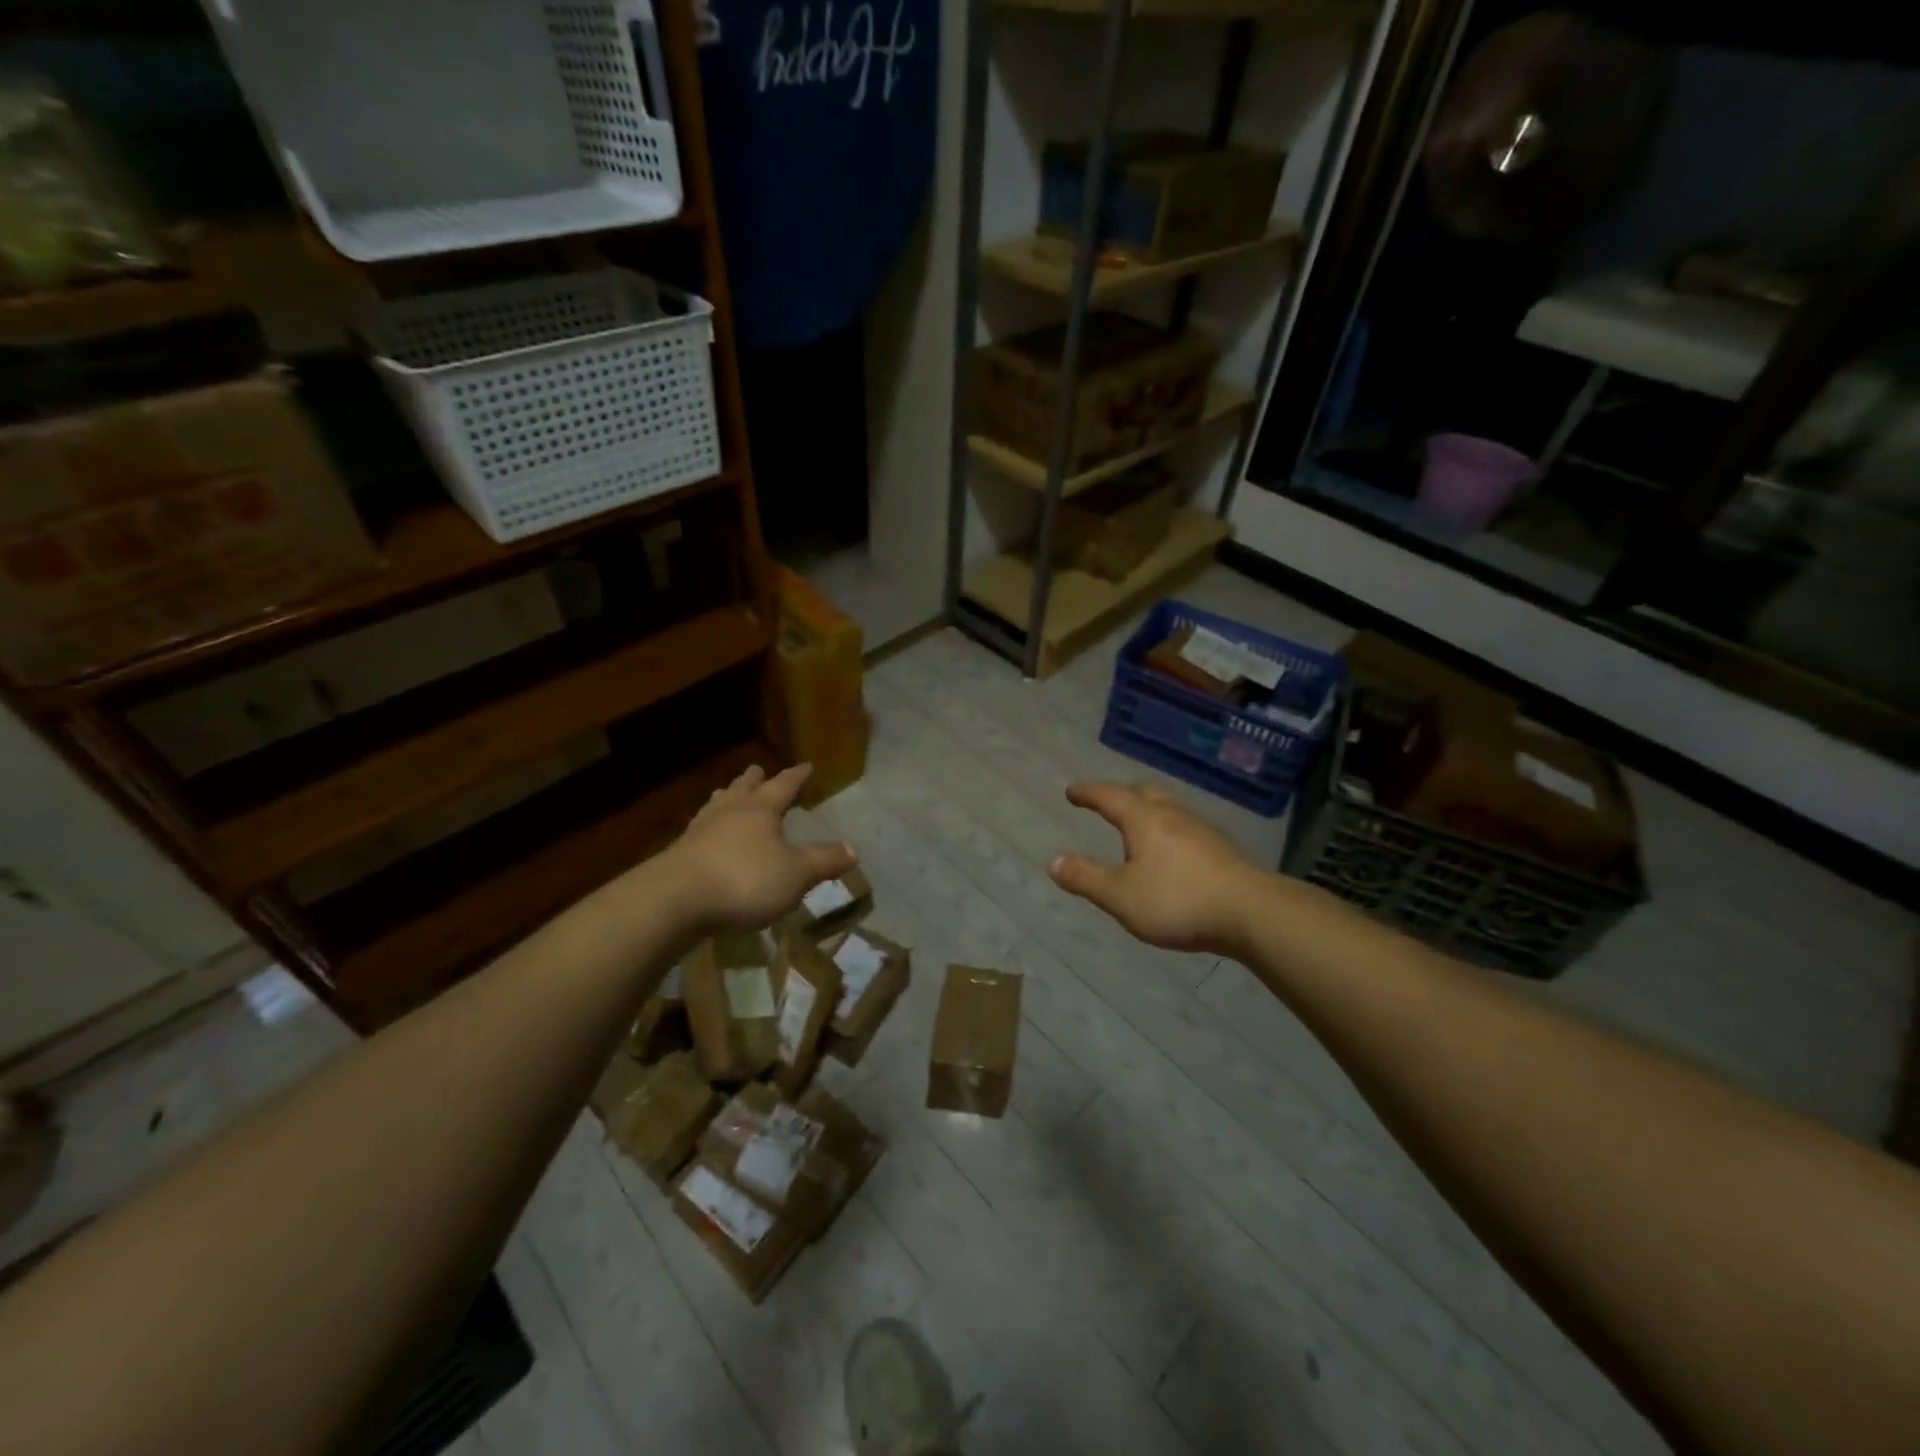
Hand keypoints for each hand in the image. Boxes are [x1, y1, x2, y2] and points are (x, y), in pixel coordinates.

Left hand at [667, 763, 857, 932]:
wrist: (675, 901)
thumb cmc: (744, 879)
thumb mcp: (795, 874)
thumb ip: (823, 861)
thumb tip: (854, 849)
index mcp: (760, 809)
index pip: (784, 785)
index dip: (797, 776)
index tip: (806, 765)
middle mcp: (729, 811)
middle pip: (743, 788)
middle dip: (754, 780)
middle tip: (758, 771)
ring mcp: (700, 830)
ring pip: (717, 804)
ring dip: (727, 797)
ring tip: (728, 793)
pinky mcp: (679, 853)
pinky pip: (700, 830)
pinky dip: (710, 827)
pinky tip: (707, 836)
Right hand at [1048, 781, 1264, 953]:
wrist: (1251, 912)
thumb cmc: (1177, 900)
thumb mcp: (1121, 896)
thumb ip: (1086, 878)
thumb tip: (1052, 861)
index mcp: (1143, 819)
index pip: (1109, 796)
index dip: (1088, 793)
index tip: (1072, 792)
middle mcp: (1172, 815)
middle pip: (1143, 793)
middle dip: (1120, 795)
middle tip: (1106, 802)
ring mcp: (1201, 829)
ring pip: (1168, 807)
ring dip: (1147, 809)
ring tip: (1137, 824)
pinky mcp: (1221, 848)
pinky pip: (1185, 826)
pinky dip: (1167, 828)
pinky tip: (1171, 850)